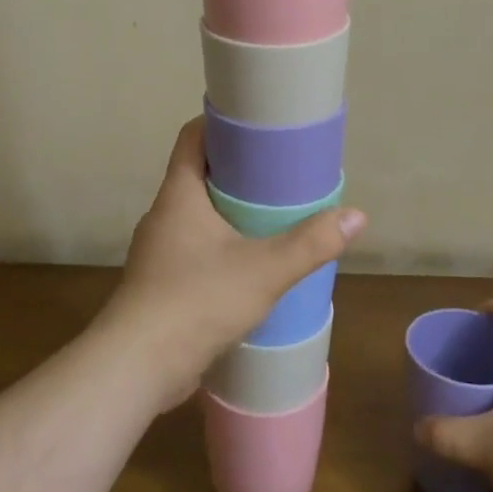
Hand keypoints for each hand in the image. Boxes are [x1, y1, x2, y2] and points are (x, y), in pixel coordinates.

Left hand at [97, 118, 365, 407]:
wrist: (136, 368)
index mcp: (178, 195)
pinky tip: (249, 264)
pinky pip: (194, 249)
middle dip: (236, 170)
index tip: (256, 123)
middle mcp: (163, 216)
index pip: (192, 137)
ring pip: (197, 215)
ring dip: (229, 211)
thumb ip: (310, 243)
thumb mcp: (264, 270)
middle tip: (278, 171)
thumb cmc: (196, 301)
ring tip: (271, 215)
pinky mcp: (161, 284)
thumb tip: (356, 215)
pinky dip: (221, 245)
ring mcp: (158, 252)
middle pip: (198, 174)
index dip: (220, 123)